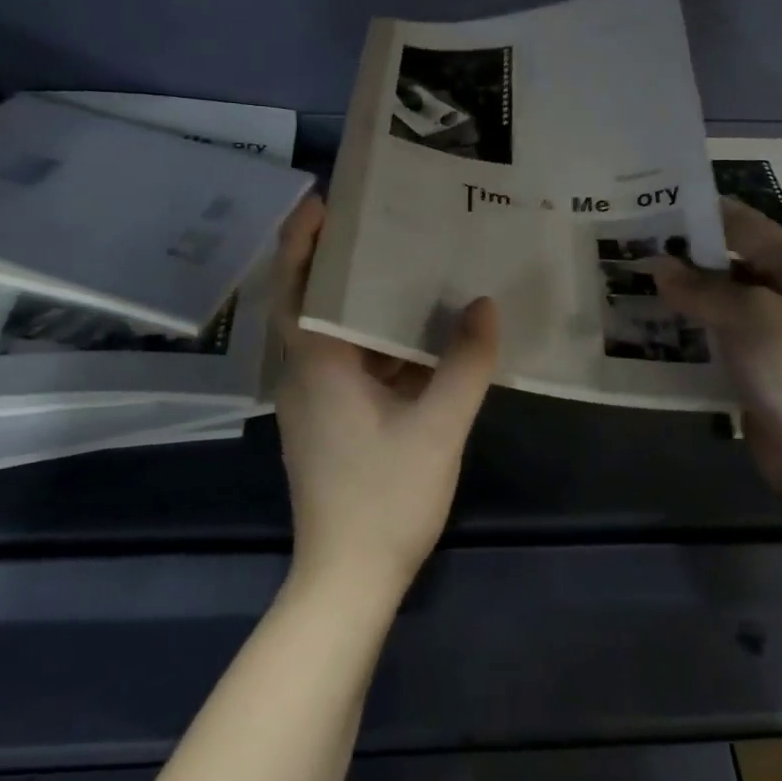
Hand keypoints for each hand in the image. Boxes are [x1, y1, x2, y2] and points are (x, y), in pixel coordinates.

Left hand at [270, 195, 500, 601]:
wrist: (348, 580)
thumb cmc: (385, 498)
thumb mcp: (437, 426)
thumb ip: (465, 363)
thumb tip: (485, 305)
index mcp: (317, 366)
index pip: (297, 287)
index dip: (303, 240)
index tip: (326, 200)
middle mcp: (306, 376)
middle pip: (314, 304)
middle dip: (340, 261)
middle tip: (381, 222)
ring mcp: (315, 403)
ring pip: (336, 338)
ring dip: (364, 305)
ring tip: (407, 268)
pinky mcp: (330, 424)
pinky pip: (351, 367)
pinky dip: (378, 345)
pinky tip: (420, 339)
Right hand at [659, 199, 781, 516]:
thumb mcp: (747, 317)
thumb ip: (700, 288)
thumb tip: (660, 266)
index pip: (738, 222)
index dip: (695, 215)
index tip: (646, 211)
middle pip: (726, 260)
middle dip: (681, 258)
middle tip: (628, 252)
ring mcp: (773, 328)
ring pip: (718, 299)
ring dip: (681, 296)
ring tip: (630, 287)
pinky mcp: (758, 363)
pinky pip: (718, 335)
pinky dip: (690, 330)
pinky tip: (653, 330)